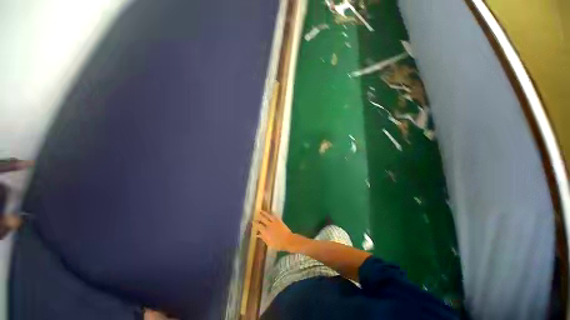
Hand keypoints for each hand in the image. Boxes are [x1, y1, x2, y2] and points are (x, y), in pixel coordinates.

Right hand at [254, 210, 299, 251]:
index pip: (258, 226)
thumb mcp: (269, 243)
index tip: (253, 221)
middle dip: (259, 217)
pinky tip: (269, 212)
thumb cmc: (278, 244)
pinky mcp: (279, 220)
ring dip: (264, 213)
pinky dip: (271, 213)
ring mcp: (274, 222)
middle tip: (256, 214)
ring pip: (267, 215)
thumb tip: (257, 234)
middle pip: (262, 219)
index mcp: (265, 232)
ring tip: (261, 211)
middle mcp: (269, 225)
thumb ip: (263, 238)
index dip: (255, 223)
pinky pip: (274, 215)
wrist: (288, 240)